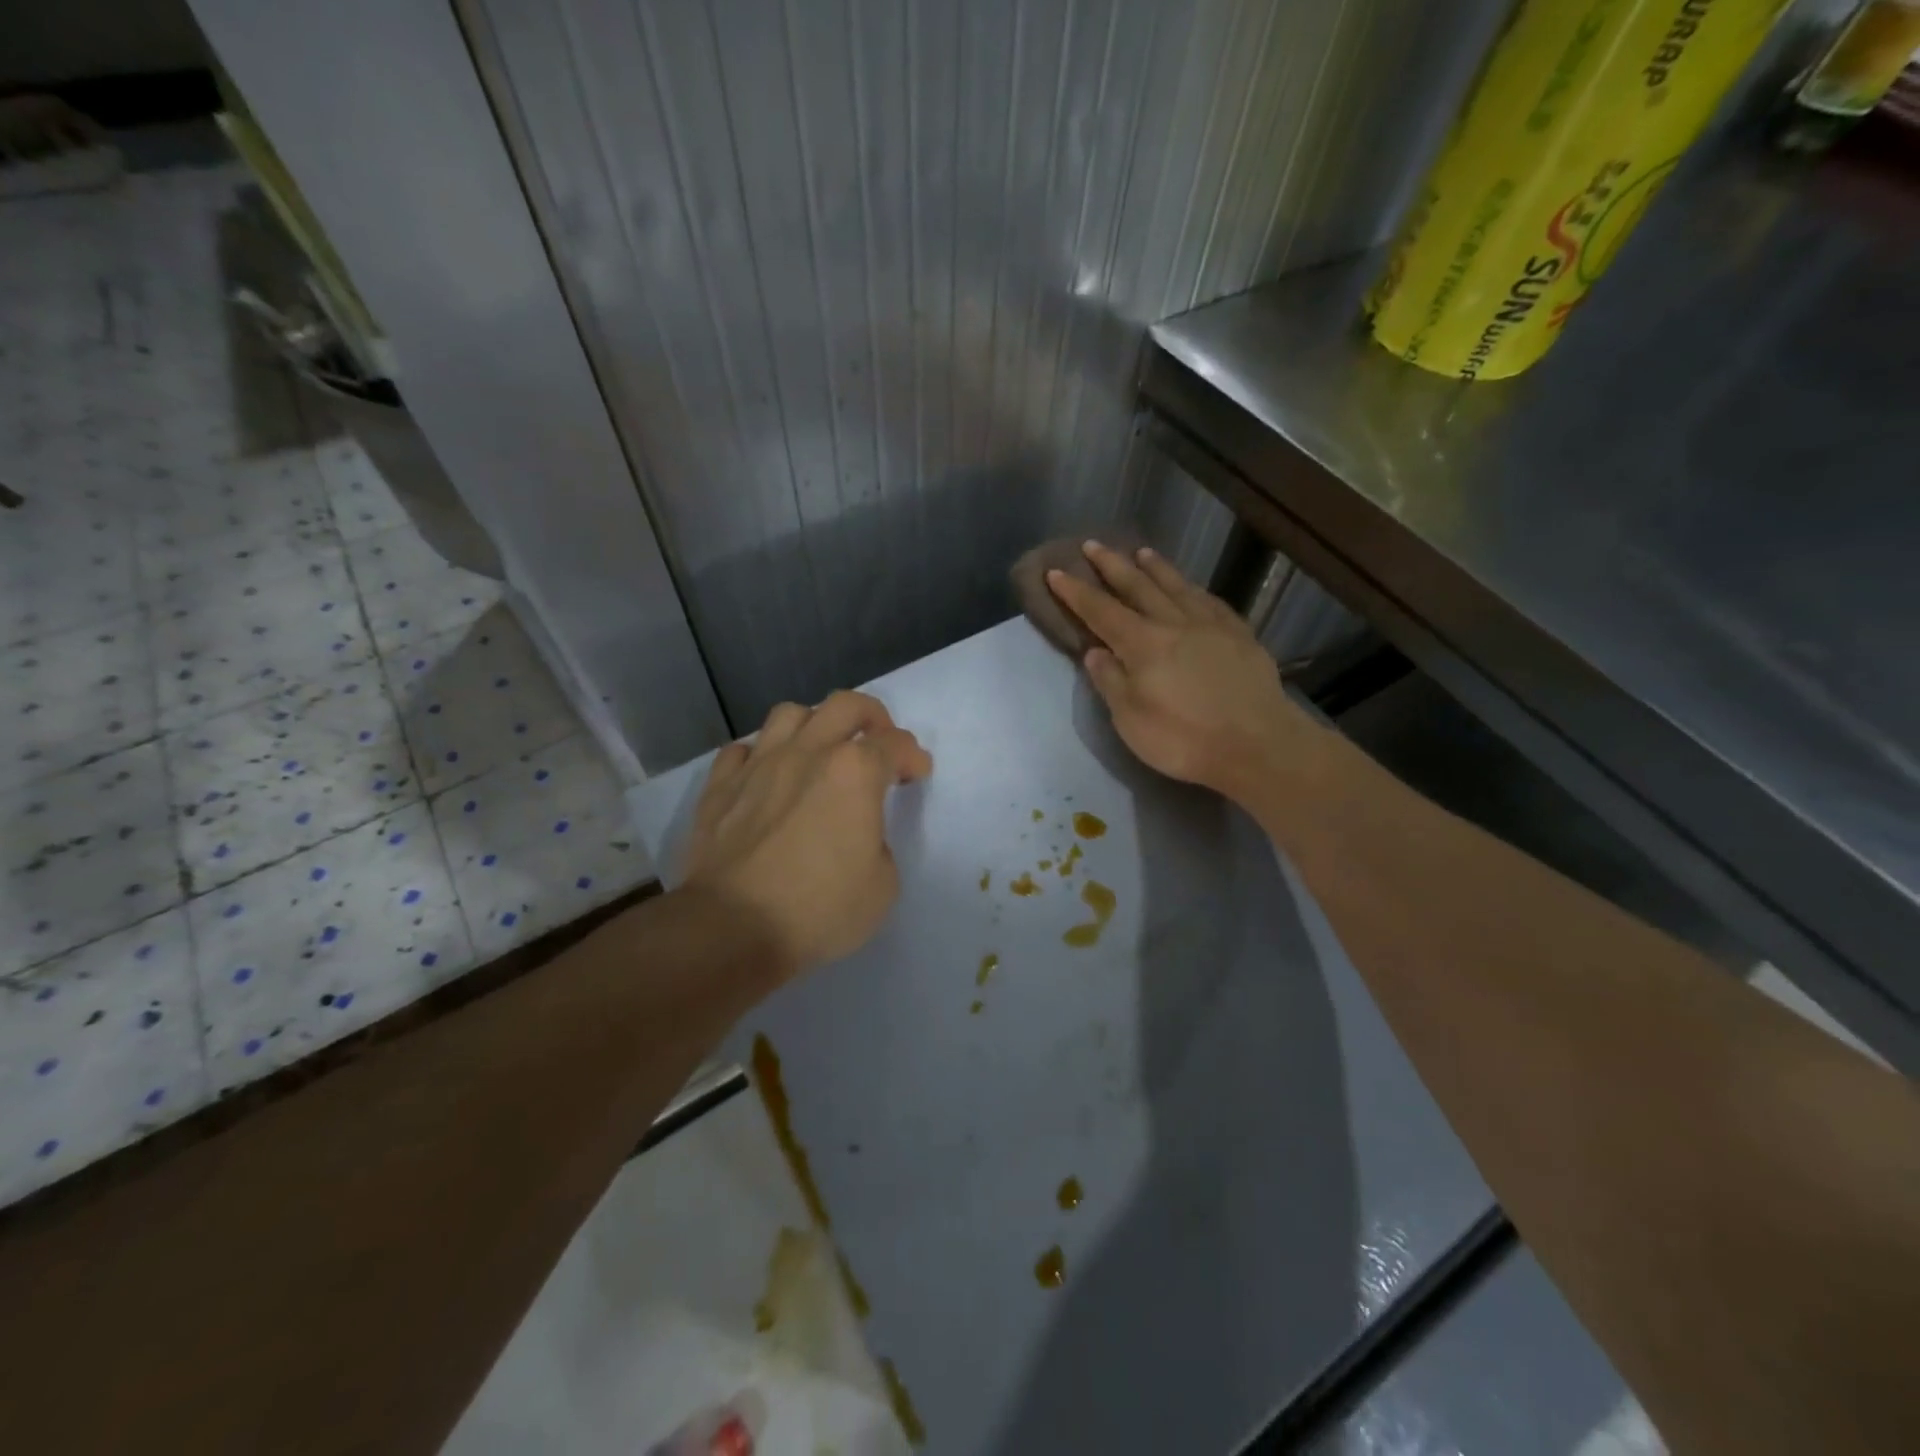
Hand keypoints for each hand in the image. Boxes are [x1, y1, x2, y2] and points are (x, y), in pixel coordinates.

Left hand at [682, 691, 932, 975]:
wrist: (731, 928)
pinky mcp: (720, 786)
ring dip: (814, 724)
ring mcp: (759, 765)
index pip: (896, 745)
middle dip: (872, 716)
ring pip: (790, 714)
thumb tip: (858, 835)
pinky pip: (741, 750)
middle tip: (878, 741)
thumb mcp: (882, 886)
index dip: (913, 758)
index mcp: (855, 772)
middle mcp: (808, 753)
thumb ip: (879, 844)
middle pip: (846, 705)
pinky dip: (760, 756)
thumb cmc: (818, 909)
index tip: (916, 774)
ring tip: (819, 750)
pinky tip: (767, 776)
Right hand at [1047, 541, 1304, 800]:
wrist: (1258, 745)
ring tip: (1141, 552)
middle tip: (1093, 544)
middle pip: (1138, 586)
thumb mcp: (1131, 721)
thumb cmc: (1185, 739)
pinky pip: (1210, 601)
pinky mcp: (1240, 635)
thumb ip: (1111, 682)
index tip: (1055, 571)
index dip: (1075, 591)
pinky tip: (1191, 587)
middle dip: (1112, 565)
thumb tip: (1094, 651)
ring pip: (1177, 586)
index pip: (1100, 611)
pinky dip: (1194, 589)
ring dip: (1155, 568)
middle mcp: (1174, 623)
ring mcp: (1211, 625)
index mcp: (1142, 644)